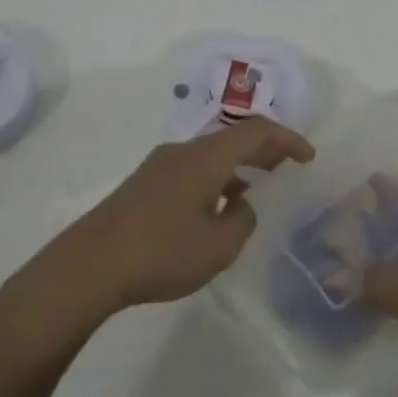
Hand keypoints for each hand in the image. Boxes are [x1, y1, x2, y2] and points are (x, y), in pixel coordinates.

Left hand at [38, 116, 315, 318]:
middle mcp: (182, 151)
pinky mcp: (143, 184)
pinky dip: (215, 179)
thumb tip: (239, 203)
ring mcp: (159, 166)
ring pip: (210, 154)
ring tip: (256, 189)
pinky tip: (216, 209)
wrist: (89, 265)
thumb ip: (242, 220)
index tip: (308, 156)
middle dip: (264, 149)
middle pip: (231, 138)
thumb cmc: (161, 252)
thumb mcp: (218, 246)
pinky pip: (191, 169)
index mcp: (205, 157)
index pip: (256, 131)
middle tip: (287, 166)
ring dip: (237, 166)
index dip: (287, 139)